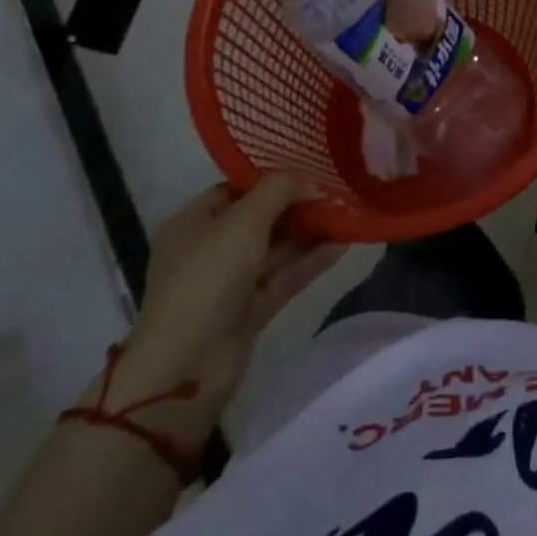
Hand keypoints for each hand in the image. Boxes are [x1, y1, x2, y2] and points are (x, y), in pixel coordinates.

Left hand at [107, 178, 344, 438]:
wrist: (187, 367)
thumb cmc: (208, 277)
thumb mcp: (244, 219)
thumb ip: (280, 190)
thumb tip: (310, 182)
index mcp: (192, 223)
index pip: (235, 190)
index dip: (271, 178)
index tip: (310, 168)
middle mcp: (209, 250)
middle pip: (260, 219)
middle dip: (297, 205)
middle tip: (337, 190)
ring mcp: (230, 283)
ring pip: (277, 249)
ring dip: (310, 232)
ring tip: (349, 213)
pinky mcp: (250, 311)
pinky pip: (285, 277)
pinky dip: (311, 261)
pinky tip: (343, 244)